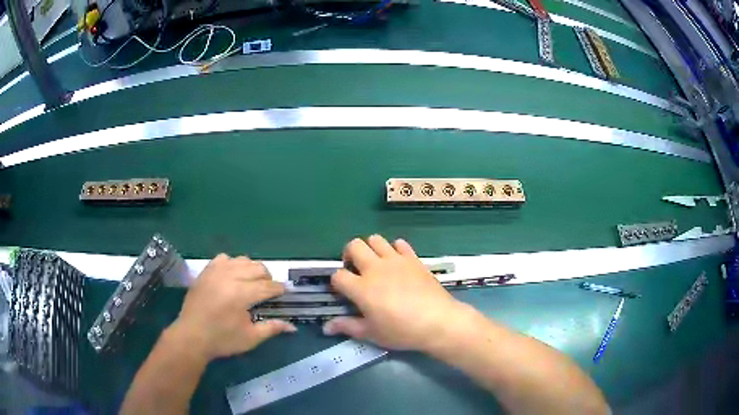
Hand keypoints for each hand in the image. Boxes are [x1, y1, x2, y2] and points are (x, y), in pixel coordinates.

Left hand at [168, 254, 295, 360]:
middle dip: (267, 278)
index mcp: (242, 294)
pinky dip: (232, 264)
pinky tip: (231, 276)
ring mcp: (216, 271)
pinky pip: (223, 258)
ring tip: (250, 283)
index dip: (278, 289)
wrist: (192, 336)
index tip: (283, 294)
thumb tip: (293, 327)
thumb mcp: (251, 338)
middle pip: (257, 268)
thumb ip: (272, 328)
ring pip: (242, 259)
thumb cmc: (222, 339)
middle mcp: (230, 277)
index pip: (268, 286)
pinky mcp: (206, 271)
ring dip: (251, 269)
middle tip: (267, 291)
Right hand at [323, 235, 468, 351]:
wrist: (438, 321)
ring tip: (375, 264)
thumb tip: (325, 327)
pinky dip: (395, 249)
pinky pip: (400, 243)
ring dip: (371, 249)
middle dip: (349, 255)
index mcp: (361, 288)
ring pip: (375, 239)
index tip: (343, 292)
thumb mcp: (372, 333)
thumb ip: (347, 327)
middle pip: (353, 246)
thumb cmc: (402, 331)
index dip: (337, 283)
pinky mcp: (413, 258)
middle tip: (355, 270)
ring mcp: (395, 260)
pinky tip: (397, 263)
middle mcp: (375, 268)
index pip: (337, 275)